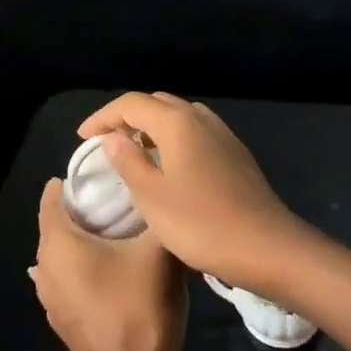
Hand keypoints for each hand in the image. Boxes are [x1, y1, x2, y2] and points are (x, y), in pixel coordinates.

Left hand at [31, 178, 187, 350]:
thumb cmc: (141, 304)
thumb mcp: (160, 249)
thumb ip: (161, 214)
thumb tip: (163, 192)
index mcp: (58, 242)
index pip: (51, 197)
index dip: (72, 181)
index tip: (99, 173)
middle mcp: (44, 267)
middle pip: (55, 225)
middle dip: (80, 211)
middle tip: (115, 200)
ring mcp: (49, 299)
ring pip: (60, 256)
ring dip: (80, 243)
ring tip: (115, 235)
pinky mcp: (60, 322)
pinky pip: (66, 281)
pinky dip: (81, 270)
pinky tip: (110, 272)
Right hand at [77, 92, 315, 294]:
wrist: (267, 247)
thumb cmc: (202, 224)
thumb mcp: (152, 197)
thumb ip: (128, 161)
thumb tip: (113, 137)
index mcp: (177, 122)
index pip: (131, 103)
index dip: (103, 117)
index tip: (83, 138)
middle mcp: (201, 118)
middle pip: (156, 103)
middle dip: (126, 117)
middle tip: (105, 142)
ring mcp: (222, 134)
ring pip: (178, 116)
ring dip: (151, 127)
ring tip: (133, 152)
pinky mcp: (235, 153)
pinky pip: (194, 132)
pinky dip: (172, 138)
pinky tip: (168, 166)